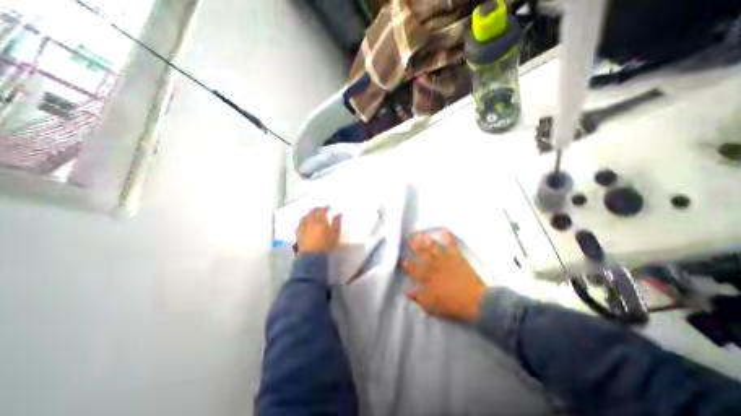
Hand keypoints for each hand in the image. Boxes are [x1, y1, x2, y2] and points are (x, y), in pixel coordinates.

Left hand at [296, 206, 340, 253]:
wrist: (311, 256)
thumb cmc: (325, 245)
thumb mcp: (335, 235)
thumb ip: (337, 223)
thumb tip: (338, 214)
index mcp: (320, 221)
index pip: (322, 211)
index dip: (326, 208)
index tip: (328, 208)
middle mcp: (310, 222)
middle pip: (312, 212)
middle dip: (316, 209)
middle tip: (320, 209)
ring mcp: (303, 228)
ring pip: (304, 217)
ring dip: (308, 214)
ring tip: (311, 215)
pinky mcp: (298, 234)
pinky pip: (299, 224)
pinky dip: (302, 222)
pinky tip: (304, 224)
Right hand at [402, 231, 489, 321]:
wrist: (475, 302)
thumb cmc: (451, 306)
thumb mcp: (431, 306)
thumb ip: (418, 297)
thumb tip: (407, 291)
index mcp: (427, 278)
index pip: (413, 269)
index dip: (407, 263)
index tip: (403, 259)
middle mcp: (434, 266)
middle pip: (421, 253)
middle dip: (414, 245)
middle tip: (408, 237)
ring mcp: (445, 260)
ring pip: (433, 247)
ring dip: (426, 239)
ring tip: (419, 232)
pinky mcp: (457, 257)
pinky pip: (452, 245)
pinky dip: (448, 237)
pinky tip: (444, 230)